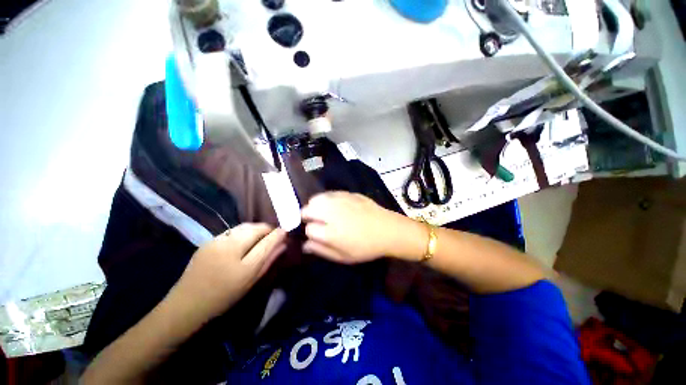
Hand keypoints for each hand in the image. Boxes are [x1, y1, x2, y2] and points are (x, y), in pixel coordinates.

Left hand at [176, 223, 286, 317]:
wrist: (187, 304)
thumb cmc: (223, 297)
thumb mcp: (251, 281)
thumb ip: (269, 261)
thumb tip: (283, 245)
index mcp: (242, 265)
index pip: (266, 242)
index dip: (278, 234)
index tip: (285, 231)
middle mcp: (229, 248)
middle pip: (255, 228)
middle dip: (267, 229)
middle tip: (272, 234)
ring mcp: (216, 242)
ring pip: (244, 226)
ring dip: (255, 228)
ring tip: (260, 236)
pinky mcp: (208, 240)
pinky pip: (232, 230)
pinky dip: (243, 231)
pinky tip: (243, 239)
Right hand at [301, 192, 422, 263]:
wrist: (387, 229)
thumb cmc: (366, 247)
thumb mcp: (343, 256)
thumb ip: (321, 250)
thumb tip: (305, 244)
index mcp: (330, 233)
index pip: (308, 229)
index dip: (309, 233)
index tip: (316, 235)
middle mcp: (331, 213)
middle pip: (307, 209)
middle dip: (307, 216)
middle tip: (316, 222)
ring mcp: (340, 201)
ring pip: (317, 198)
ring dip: (315, 206)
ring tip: (323, 212)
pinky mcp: (348, 193)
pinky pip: (329, 193)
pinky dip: (327, 199)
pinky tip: (334, 205)